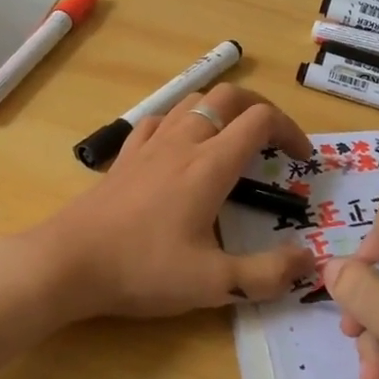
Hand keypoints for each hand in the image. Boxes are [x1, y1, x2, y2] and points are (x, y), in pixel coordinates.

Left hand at [37, 85, 316, 319]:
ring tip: (233, 140)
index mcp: (210, 164)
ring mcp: (149, 145)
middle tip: (274, 140)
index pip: (260, 120)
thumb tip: (310, 262)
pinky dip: (181, 121)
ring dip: (222, 110)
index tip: (302, 160)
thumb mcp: (213, 283)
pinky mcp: (124, 156)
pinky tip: (180, 147)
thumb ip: (267, 273)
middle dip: (260, 108)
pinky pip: (158, 119)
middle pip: (228, 96)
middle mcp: (182, 142)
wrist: (67, 262)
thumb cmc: (142, 269)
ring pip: (192, 101)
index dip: (290, 131)